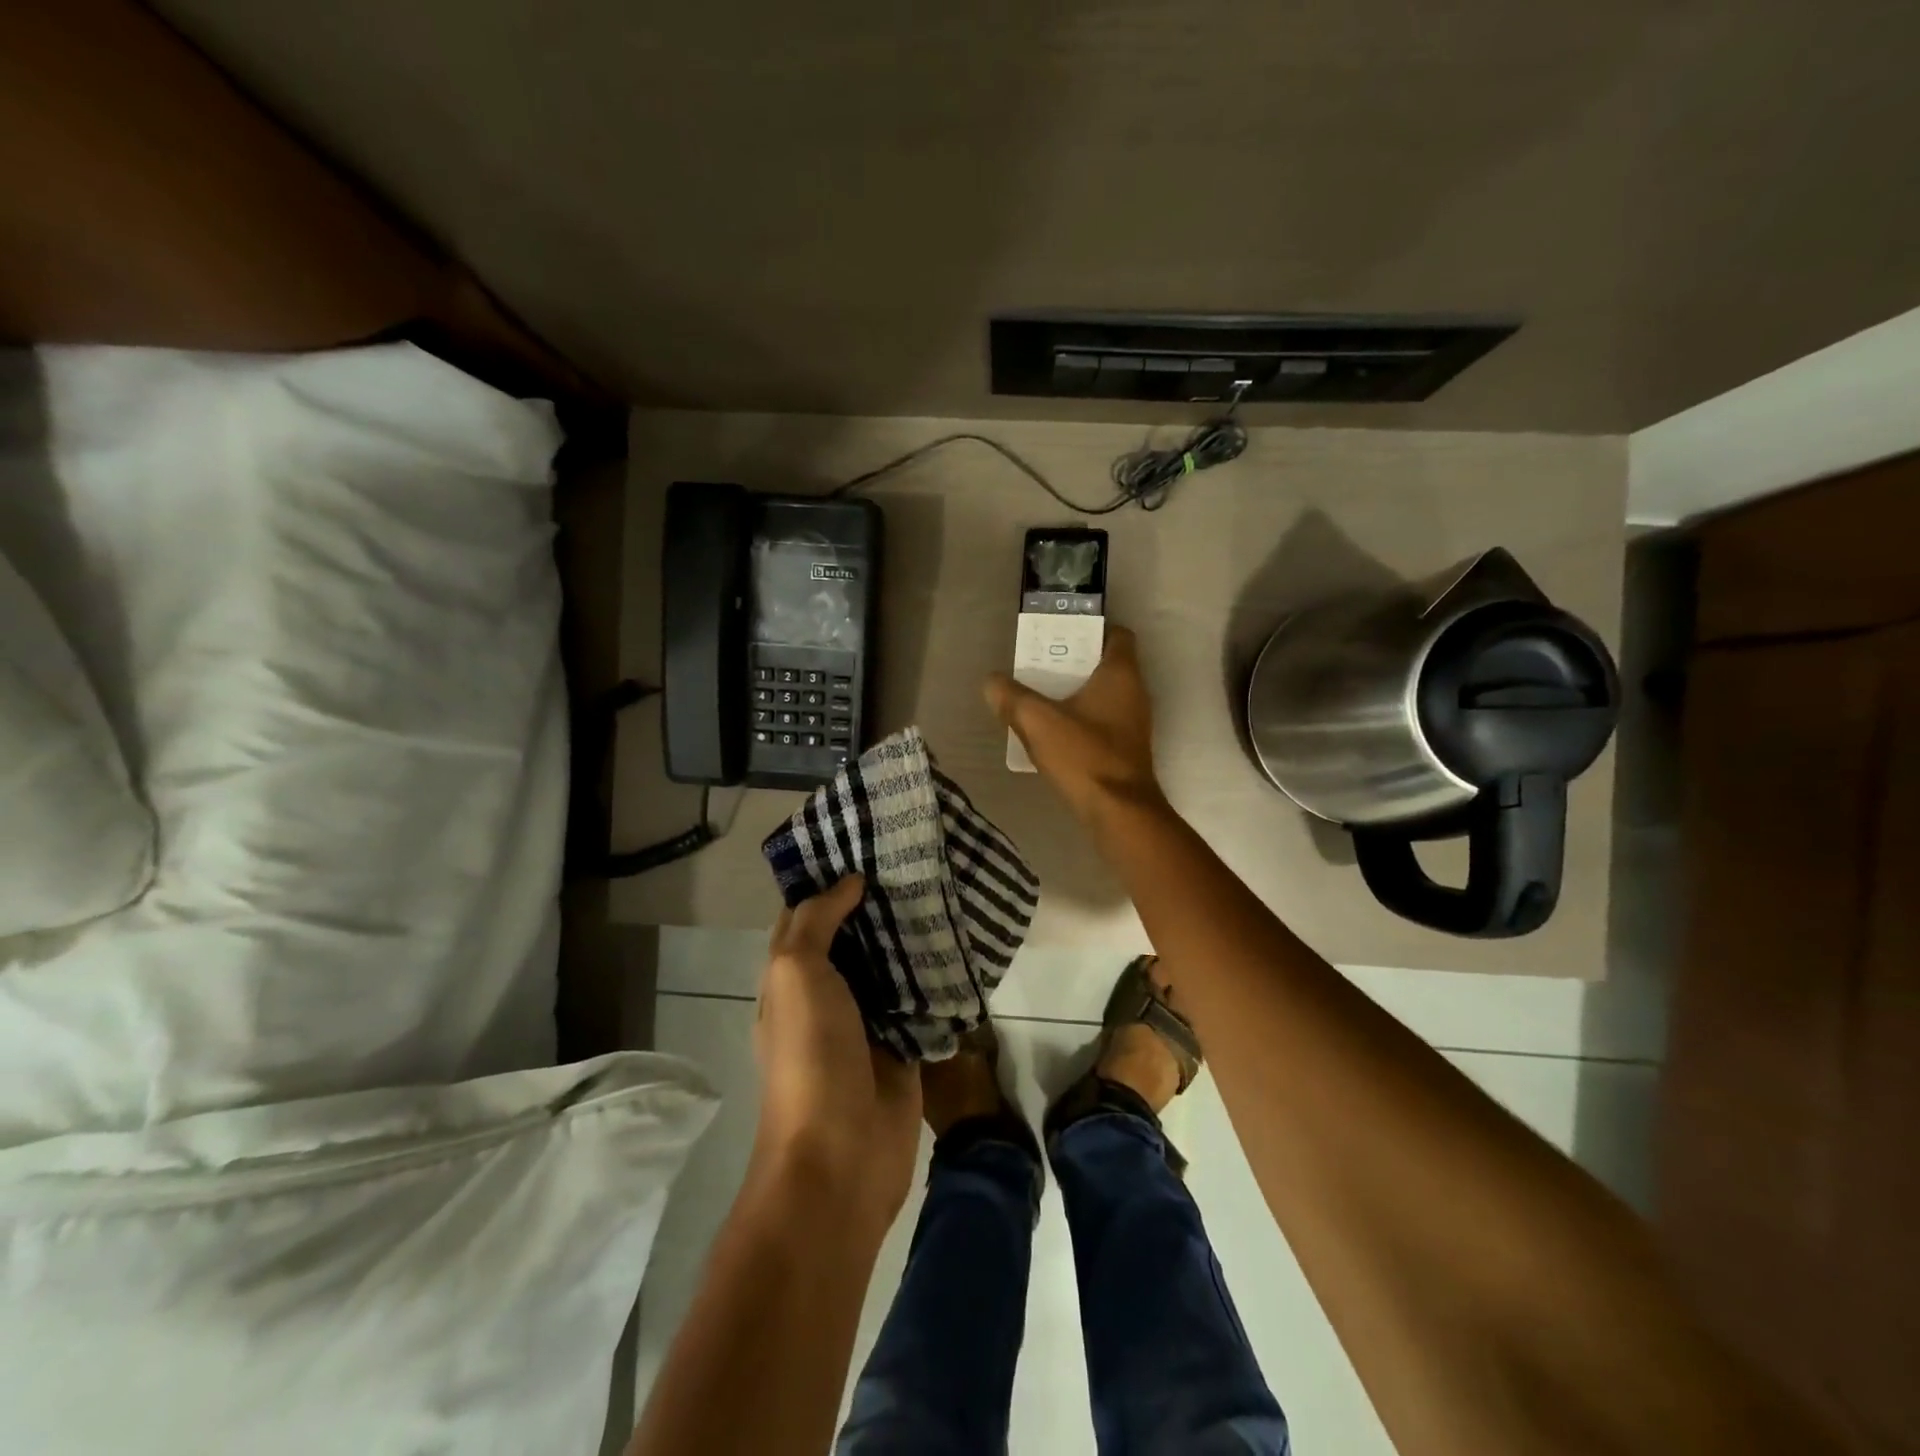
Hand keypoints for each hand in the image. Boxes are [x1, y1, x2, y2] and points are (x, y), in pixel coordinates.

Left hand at [752, 874, 921, 1233]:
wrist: (842, 1156)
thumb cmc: (809, 1056)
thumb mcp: (796, 975)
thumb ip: (816, 923)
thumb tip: (849, 882)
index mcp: (791, 978)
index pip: (807, 917)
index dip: (829, 882)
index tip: (864, 844)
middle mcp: (827, 995)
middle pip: (853, 937)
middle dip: (877, 903)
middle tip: (913, 860)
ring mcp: (867, 1021)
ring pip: (889, 964)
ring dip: (909, 934)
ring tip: (942, 887)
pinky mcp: (905, 1044)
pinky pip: (920, 998)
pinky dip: (935, 973)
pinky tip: (960, 939)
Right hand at [985, 623, 1164, 825]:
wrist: (1119, 812)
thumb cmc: (1084, 756)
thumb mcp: (1037, 722)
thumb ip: (1011, 698)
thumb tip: (991, 682)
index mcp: (1121, 674)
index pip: (1117, 635)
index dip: (1091, 629)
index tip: (1060, 635)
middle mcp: (1135, 693)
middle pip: (1105, 665)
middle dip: (1073, 662)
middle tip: (1039, 665)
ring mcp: (1134, 724)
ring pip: (1103, 695)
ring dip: (1075, 693)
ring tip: (1039, 697)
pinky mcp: (1127, 750)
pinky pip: (1102, 722)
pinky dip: (1081, 720)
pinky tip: (1053, 733)